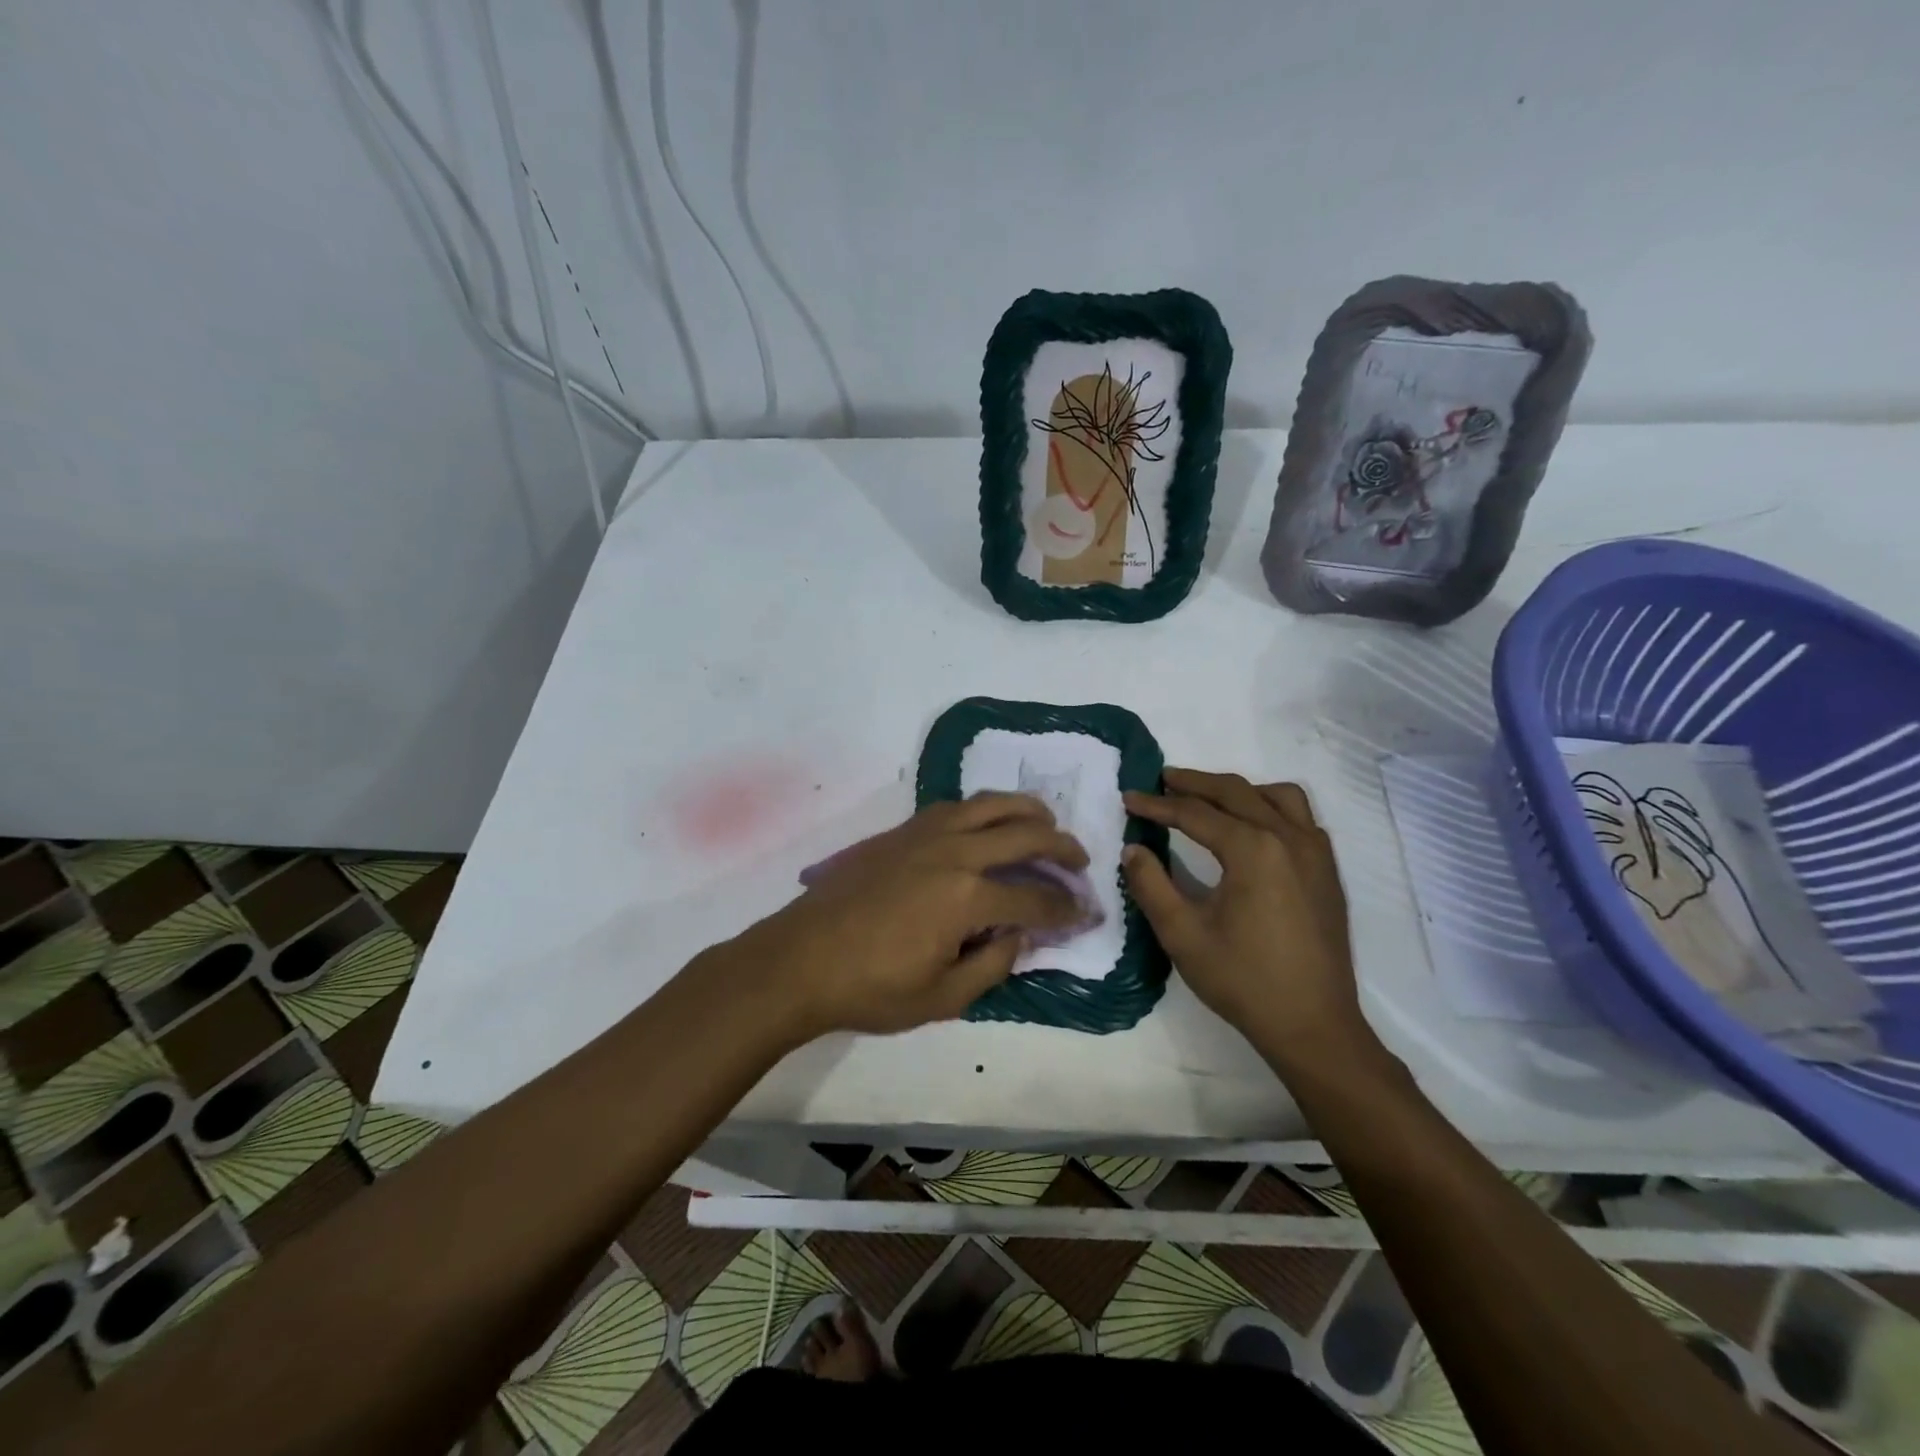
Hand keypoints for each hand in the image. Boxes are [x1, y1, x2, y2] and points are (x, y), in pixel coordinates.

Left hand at [726, 793, 1086, 1038]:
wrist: (800, 959)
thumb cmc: (871, 988)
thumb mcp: (942, 998)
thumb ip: (993, 964)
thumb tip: (1022, 936)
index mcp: (967, 897)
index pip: (1035, 900)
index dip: (1066, 910)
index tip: (1085, 914)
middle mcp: (954, 852)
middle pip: (1024, 834)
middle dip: (1061, 847)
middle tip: (1080, 861)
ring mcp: (926, 834)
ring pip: (991, 804)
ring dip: (1027, 810)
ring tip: (1046, 823)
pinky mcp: (902, 830)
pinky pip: (957, 806)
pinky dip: (986, 808)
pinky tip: (990, 824)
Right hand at [1122, 769, 1374, 1073]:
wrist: (1314, 1025)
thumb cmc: (1244, 980)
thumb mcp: (1183, 935)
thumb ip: (1151, 885)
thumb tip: (1133, 849)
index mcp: (1253, 850)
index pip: (1195, 814)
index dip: (1157, 805)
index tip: (1128, 798)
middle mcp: (1288, 838)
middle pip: (1236, 792)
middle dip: (1194, 783)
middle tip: (1162, 780)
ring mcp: (1316, 852)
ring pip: (1277, 796)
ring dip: (1239, 790)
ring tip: (1210, 799)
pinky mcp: (1327, 871)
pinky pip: (1301, 818)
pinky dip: (1271, 808)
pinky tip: (1254, 829)